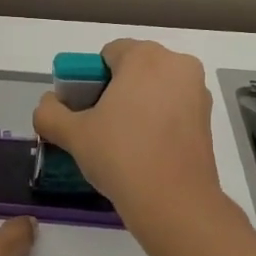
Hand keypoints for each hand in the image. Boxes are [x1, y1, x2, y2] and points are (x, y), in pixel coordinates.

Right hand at [32, 39, 222, 230]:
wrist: (173, 201)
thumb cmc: (120, 155)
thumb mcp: (73, 134)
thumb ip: (49, 113)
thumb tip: (48, 105)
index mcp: (145, 57)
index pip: (109, 54)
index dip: (90, 79)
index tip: (83, 109)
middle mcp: (177, 65)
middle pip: (135, 68)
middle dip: (115, 90)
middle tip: (98, 125)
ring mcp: (198, 92)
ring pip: (156, 89)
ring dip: (137, 105)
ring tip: (121, 141)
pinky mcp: (208, 119)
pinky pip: (174, 109)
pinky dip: (158, 121)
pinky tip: (145, 150)